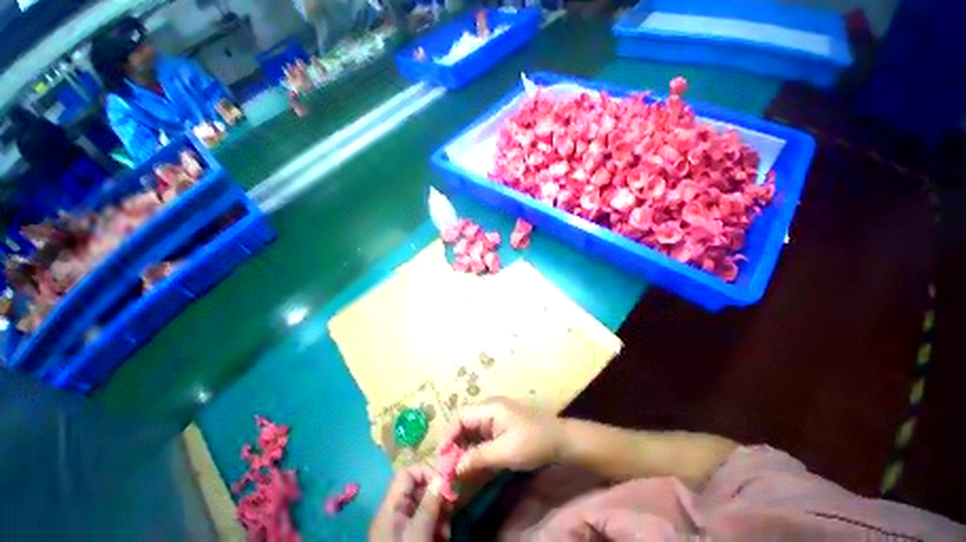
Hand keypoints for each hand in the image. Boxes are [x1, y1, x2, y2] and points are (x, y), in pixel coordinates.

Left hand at [370, 465, 450, 541]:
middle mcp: (395, 512)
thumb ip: (430, 503)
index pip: (407, 473)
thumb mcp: (419, 532)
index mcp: (391, 506)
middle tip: (451, 508)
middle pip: (418, 489)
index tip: (445, 482)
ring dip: (439, 514)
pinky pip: (425, 522)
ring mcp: (401, 526)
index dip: (426, 471)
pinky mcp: (408, 537)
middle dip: (437, 497)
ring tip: (446, 532)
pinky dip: (436, 527)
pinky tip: (442, 539)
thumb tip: (442, 476)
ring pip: (425, 506)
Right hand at [441, 397, 564, 476]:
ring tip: (459, 468)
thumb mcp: (505, 452)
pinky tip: (474, 463)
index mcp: (490, 407)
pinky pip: (483, 435)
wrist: (560, 439)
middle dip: (456, 443)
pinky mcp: (502, 425)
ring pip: (473, 430)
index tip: (442, 457)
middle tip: (450, 466)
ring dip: (465, 447)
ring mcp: (496, 416)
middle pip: (465, 422)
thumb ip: (478, 457)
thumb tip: (456, 467)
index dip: (449, 434)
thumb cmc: (533, 442)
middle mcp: (490, 408)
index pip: (461, 416)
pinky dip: (476, 448)